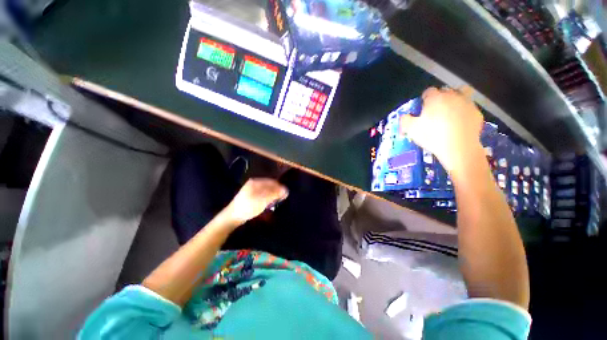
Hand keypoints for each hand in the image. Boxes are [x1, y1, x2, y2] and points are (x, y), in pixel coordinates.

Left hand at [223, 178, 288, 225]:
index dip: (280, 187)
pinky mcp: (250, 196)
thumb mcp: (263, 200)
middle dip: (276, 191)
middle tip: (281, 198)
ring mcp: (251, 189)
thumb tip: (285, 189)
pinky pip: (262, 194)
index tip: (286, 194)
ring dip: (272, 195)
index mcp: (255, 182)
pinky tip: (269, 203)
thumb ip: (274, 194)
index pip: (272, 182)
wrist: (233, 216)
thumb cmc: (248, 207)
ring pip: (266, 190)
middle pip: (269, 185)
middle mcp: (253, 183)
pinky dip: (267, 198)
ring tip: (276, 201)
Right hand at [399, 86, 483, 171]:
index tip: (422, 109)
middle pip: (445, 91)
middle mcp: (452, 96)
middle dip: (440, 98)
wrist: (458, 148)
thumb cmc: (432, 136)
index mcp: (435, 98)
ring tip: (450, 114)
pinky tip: (459, 124)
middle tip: (435, 111)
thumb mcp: (410, 129)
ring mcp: (467, 103)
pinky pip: (469, 109)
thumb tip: (404, 116)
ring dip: (454, 101)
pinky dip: (463, 113)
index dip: (424, 99)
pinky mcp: (477, 113)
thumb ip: (405, 120)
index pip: (428, 92)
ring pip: (461, 96)